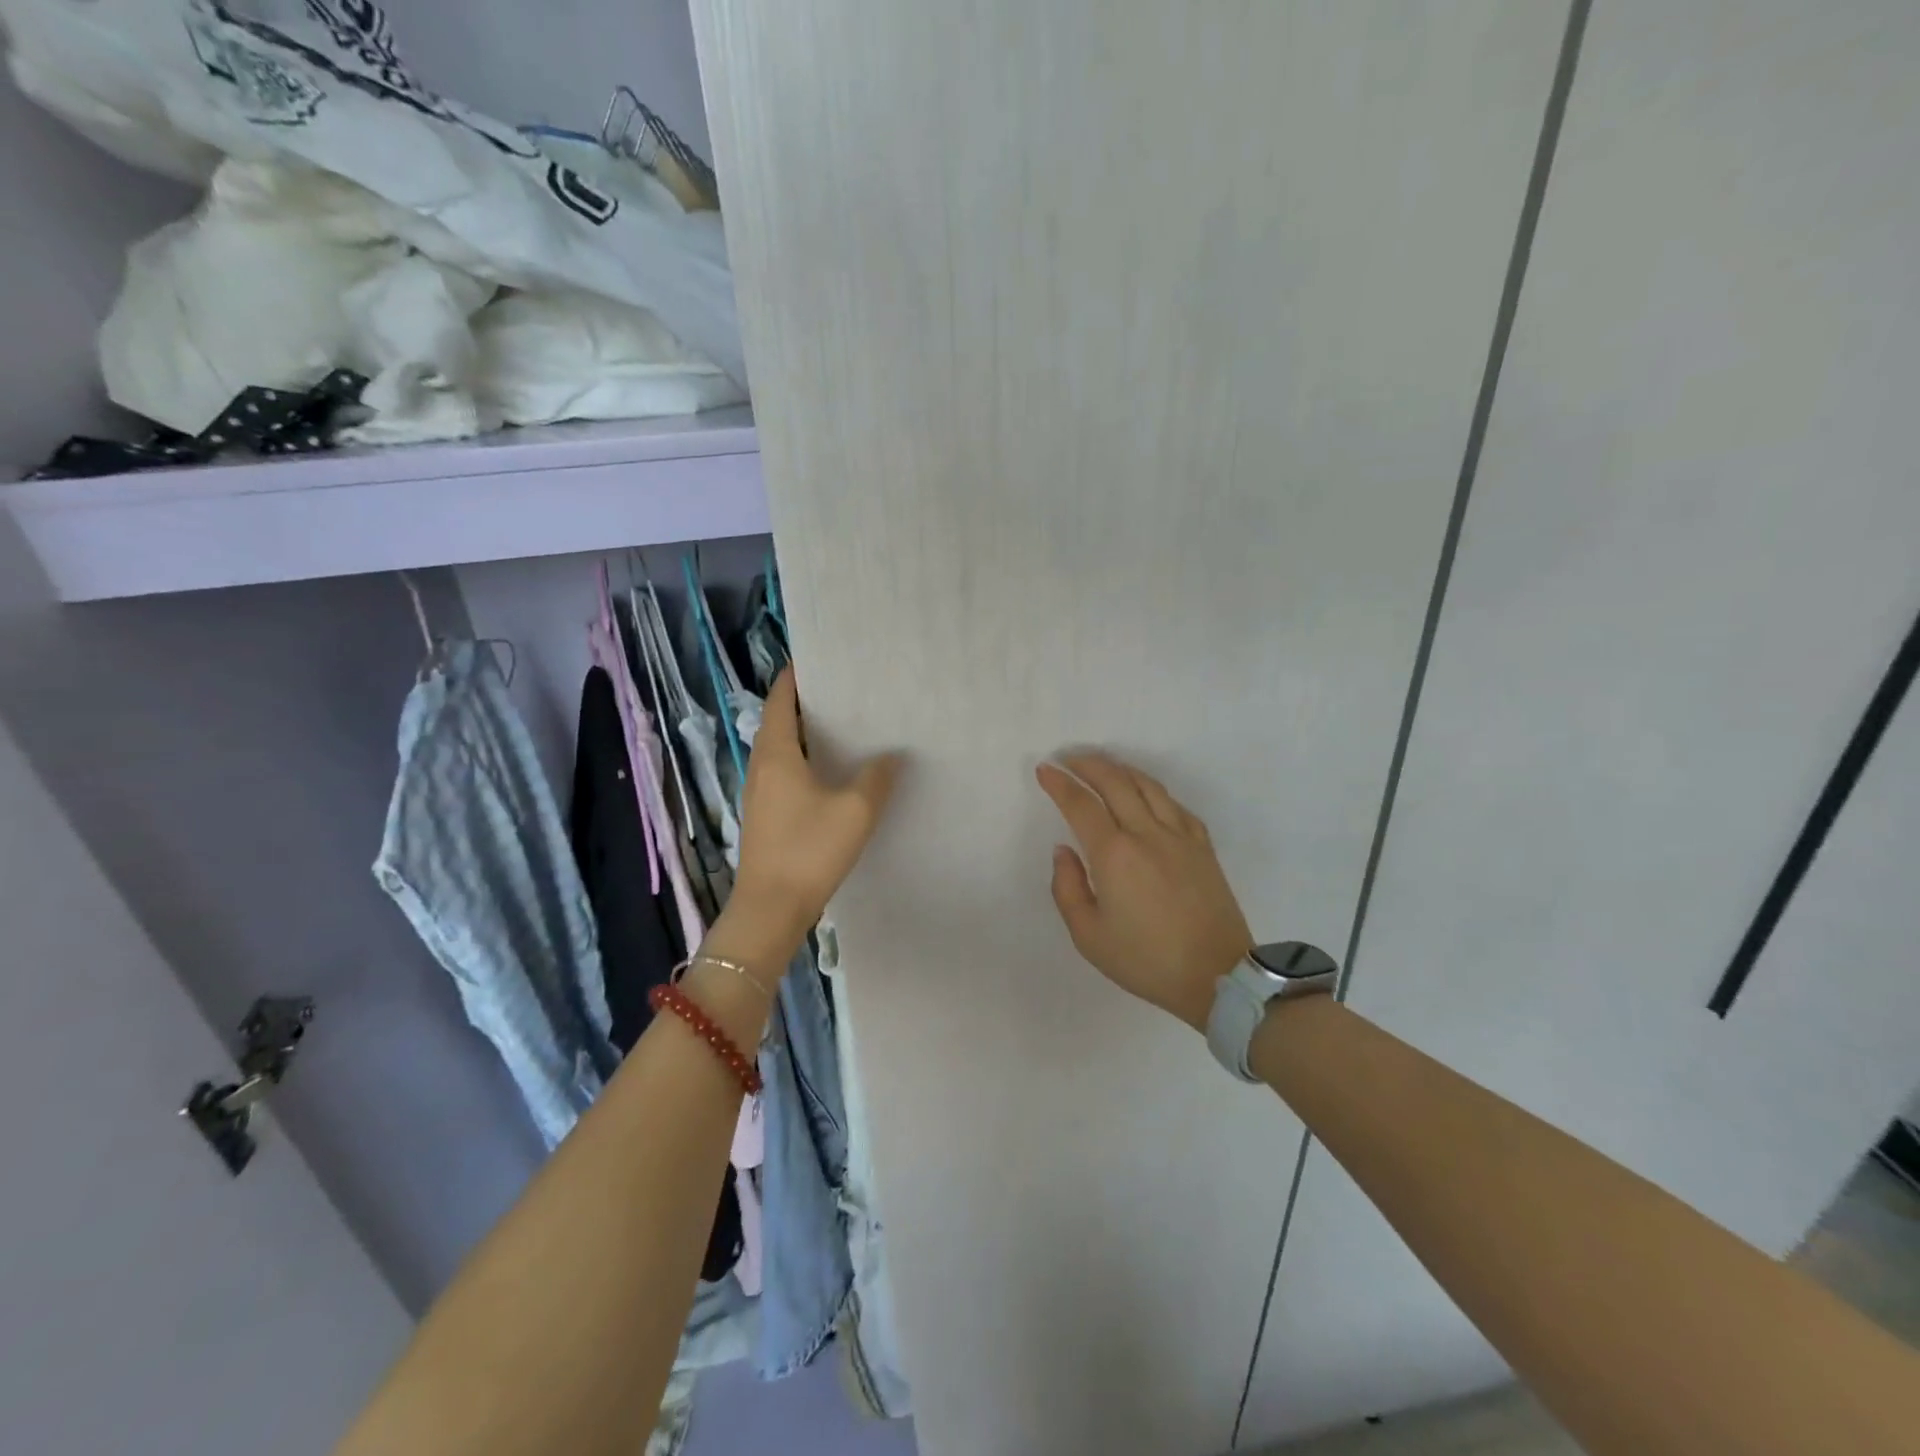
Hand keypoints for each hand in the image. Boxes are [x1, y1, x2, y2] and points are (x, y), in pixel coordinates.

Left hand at [731, 668, 902, 940]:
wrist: (771, 910)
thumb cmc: (809, 851)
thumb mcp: (855, 810)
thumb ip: (876, 777)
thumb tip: (891, 755)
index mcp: (776, 754)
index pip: (779, 701)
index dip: (794, 678)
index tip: (818, 660)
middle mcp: (761, 767)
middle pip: (778, 722)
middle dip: (805, 704)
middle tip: (843, 691)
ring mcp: (760, 794)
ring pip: (781, 750)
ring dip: (805, 734)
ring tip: (844, 726)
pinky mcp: (766, 817)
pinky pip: (784, 774)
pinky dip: (805, 761)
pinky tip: (833, 773)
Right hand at [1036, 754, 1251, 1032]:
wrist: (1217, 976)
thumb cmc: (1146, 960)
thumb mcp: (1089, 936)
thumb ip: (1067, 888)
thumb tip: (1064, 851)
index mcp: (1114, 855)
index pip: (1081, 805)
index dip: (1059, 783)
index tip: (1045, 770)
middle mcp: (1146, 834)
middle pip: (1115, 782)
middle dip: (1087, 764)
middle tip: (1069, 758)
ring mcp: (1180, 836)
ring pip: (1147, 786)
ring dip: (1120, 769)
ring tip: (1103, 765)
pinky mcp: (1203, 846)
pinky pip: (1174, 804)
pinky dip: (1153, 790)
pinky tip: (1145, 793)